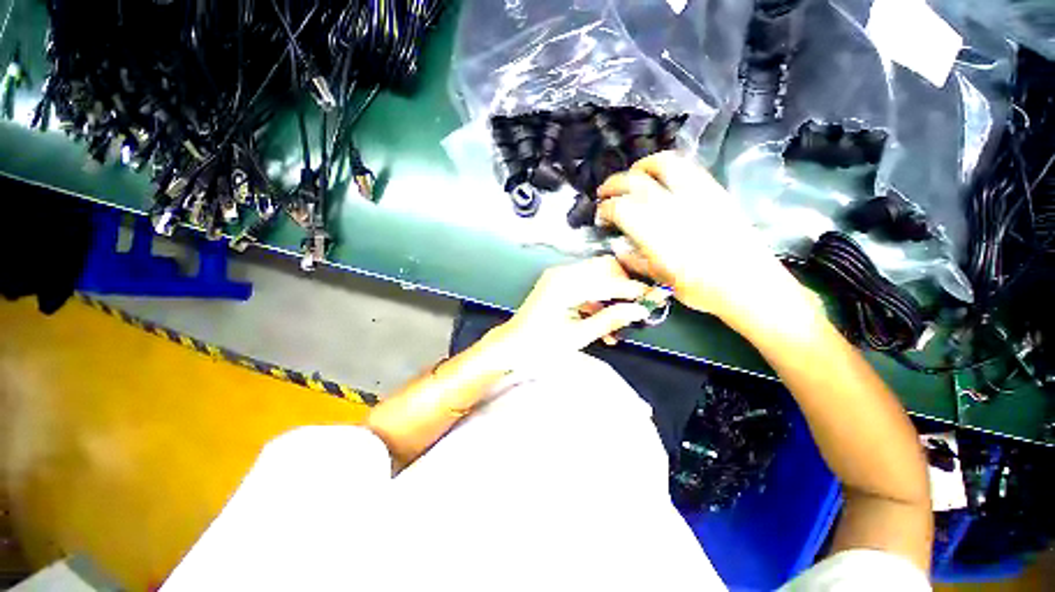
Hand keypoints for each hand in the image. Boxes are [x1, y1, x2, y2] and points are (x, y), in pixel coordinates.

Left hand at [486, 256, 651, 358]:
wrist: (511, 346)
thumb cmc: (540, 345)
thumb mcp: (578, 336)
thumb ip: (609, 320)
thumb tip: (638, 311)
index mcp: (565, 284)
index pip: (608, 281)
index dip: (633, 290)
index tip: (654, 298)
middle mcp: (562, 273)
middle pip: (604, 269)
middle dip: (623, 287)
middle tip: (637, 307)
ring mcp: (559, 278)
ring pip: (595, 278)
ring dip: (611, 295)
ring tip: (621, 320)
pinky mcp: (557, 285)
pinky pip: (584, 287)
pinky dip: (597, 301)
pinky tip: (603, 323)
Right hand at [596, 151, 810, 327]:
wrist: (749, 284)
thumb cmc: (700, 288)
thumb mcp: (658, 279)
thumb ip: (634, 260)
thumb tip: (618, 247)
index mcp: (654, 232)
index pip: (619, 208)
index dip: (605, 209)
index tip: (601, 216)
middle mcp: (671, 207)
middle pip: (634, 181)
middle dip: (613, 184)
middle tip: (605, 193)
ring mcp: (695, 194)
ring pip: (662, 164)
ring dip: (640, 167)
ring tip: (632, 177)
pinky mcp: (714, 191)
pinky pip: (688, 167)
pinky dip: (668, 166)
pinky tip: (662, 177)